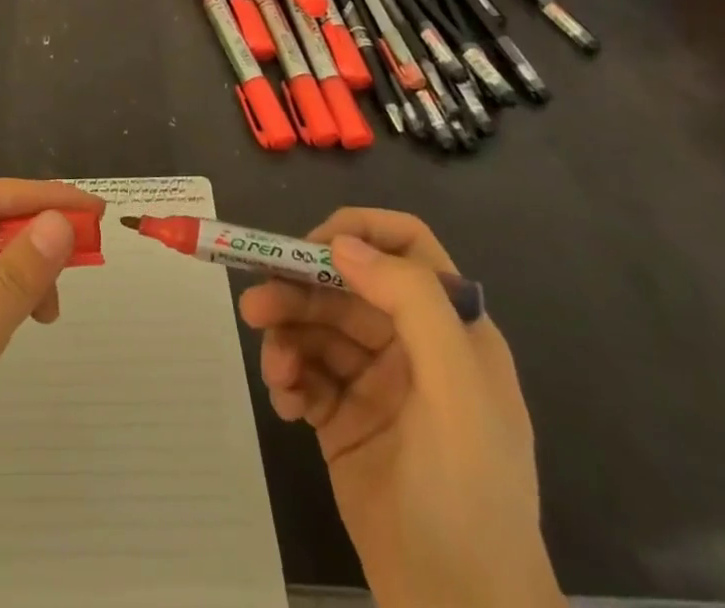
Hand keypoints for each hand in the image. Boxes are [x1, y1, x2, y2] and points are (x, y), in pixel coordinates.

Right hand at [239, 210, 560, 607]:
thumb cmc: (469, 492)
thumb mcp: (457, 389)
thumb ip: (409, 302)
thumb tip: (341, 244)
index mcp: (449, 327)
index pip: (405, 246)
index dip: (358, 233)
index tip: (311, 249)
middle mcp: (410, 344)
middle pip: (342, 286)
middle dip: (297, 290)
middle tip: (255, 308)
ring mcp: (374, 382)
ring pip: (316, 326)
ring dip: (286, 336)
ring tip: (274, 369)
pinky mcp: (342, 419)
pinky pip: (305, 373)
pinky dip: (288, 377)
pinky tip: (285, 404)